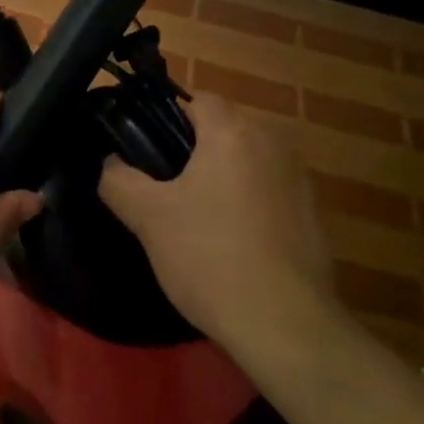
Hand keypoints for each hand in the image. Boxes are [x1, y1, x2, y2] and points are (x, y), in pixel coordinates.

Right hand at [99, 92, 338, 356]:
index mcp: (233, 131)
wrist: (285, 324)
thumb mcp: (148, 218)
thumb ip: (118, 180)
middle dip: (194, 150)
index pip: (197, 99)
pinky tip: (231, 243)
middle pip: (224, 129)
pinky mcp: (313, 215)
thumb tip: (110, 163)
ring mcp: (299, 179)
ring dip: (223, 177)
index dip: (166, 118)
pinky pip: (269, 192)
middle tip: (163, 187)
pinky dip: (248, 204)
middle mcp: (273, 142)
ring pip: (247, 161)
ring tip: (194, 218)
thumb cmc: (210, 256)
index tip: (145, 150)